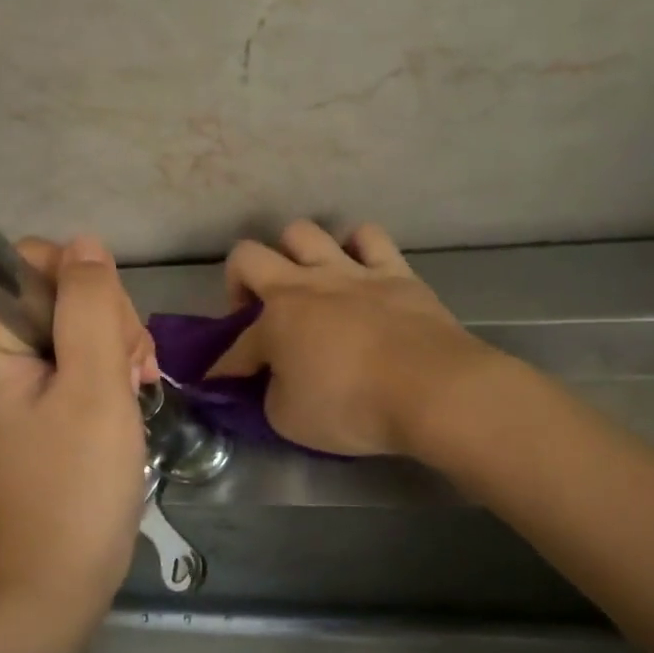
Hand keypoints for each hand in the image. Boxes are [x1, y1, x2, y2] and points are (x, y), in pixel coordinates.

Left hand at [0, 236, 158, 620]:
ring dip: (115, 344)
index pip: (29, 265)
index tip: (110, 334)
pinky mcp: (37, 405)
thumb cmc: (78, 482)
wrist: (65, 573)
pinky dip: (108, 368)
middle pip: (55, 293)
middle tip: (130, 371)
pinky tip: (132, 392)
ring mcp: (13, 384)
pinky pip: (75, 359)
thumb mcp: (96, 386)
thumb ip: (91, 308)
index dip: (81, 285)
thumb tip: (86, 245)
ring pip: (74, 324)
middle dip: (105, 320)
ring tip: (135, 387)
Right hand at [208, 220, 491, 455]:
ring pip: (305, 232)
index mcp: (275, 320)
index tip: (220, 384)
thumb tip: (274, 380)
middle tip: (254, 312)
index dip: (223, 368)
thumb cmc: (353, 407)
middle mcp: (305, 284)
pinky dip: (357, 248)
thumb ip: (271, 395)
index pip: (235, 345)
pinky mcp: (396, 272)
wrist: (432, 390)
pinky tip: (358, 268)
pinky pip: (370, 238)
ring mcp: (352, 271)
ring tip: (306, 283)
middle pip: (248, 255)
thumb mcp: (290, 420)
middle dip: (239, 281)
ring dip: (295, 254)